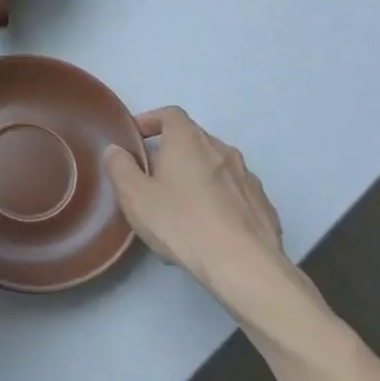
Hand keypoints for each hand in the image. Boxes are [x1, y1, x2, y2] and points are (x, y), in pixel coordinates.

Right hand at [104, 107, 299, 323]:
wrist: (244, 266)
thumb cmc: (182, 223)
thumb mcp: (135, 197)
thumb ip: (120, 168)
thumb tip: (116, 150)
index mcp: (189, 141)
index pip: (170, 114)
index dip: (151, 120)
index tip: (137, 138)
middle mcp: (222, 150)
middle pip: (193, 140)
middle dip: (172, 153)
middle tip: (153, 178)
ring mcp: (248, 178)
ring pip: (216, 168)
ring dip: (197, 178)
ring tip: (182, 208)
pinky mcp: (263, 205)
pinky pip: (234, 194)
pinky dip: (219, 201)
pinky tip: (210, 227)